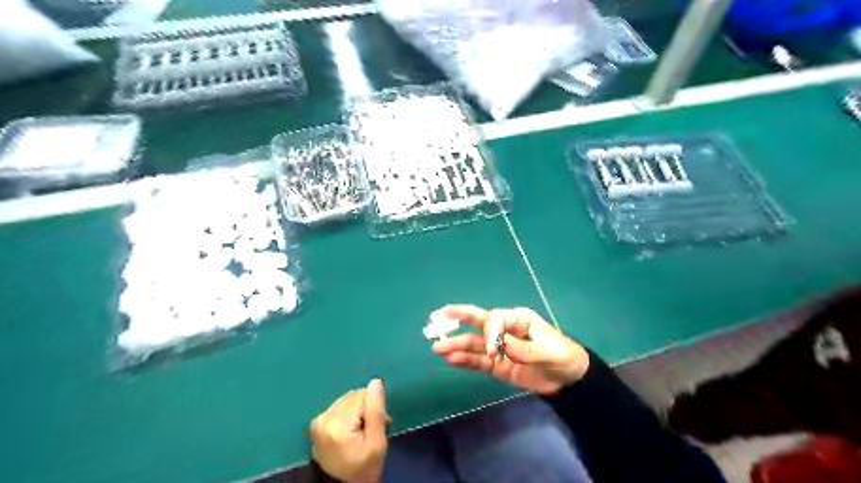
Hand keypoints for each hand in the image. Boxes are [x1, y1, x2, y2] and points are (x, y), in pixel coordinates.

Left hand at [311, 380, 388, 480]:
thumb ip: (376, 410)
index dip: (375, 407)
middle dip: (366, 407)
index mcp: (337, 423)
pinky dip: (348, 414)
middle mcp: (324, 418)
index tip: (381, 423)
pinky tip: (351, 430)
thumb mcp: (376, 442)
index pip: (362, 395)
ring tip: (362, 431)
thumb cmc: (363, 468)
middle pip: (353, 396)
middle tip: (372, 429)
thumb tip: (375, 382)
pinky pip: (339, 407)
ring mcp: (318, 420)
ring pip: (347, 400)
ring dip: (358, 410)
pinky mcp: (316, 423)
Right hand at [430, 307, 592, 396]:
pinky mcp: (497, 364)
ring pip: (473, 343)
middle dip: (456, 318)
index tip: (494, 353)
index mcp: (517, 319)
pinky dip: (465, 360)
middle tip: (435, 317)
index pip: (494, 319)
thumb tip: (499, 348)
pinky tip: (451, 359)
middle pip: (476, 321)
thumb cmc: (563, 356)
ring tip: (436, 347)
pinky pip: (478, 361)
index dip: (489, 333)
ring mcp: (499, 348)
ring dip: (455, 344)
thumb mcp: (550, 352)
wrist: (568, 379)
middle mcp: (503, 330)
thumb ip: (526, 349)